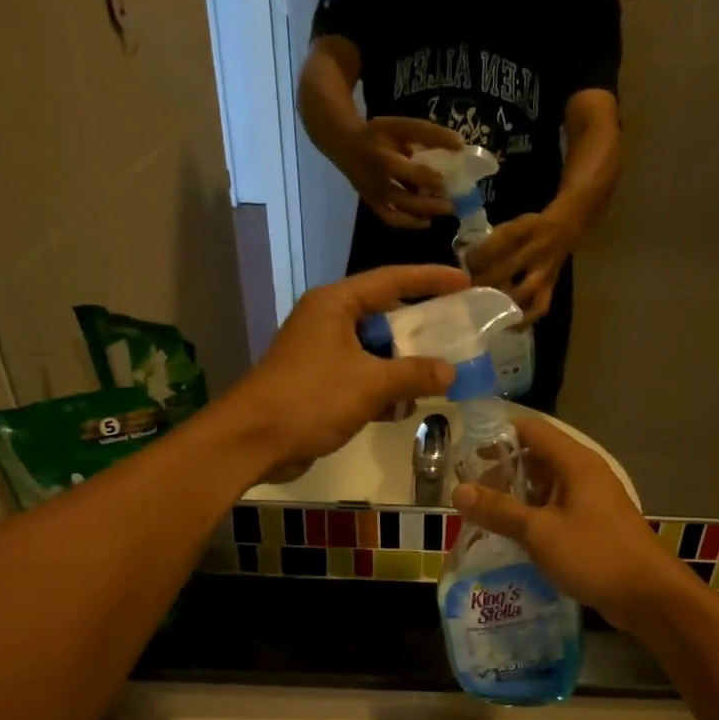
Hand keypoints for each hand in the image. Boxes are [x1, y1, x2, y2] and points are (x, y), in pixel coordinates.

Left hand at [227, 265, 466, 472]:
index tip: (465, 282)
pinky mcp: (319, 383)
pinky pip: (361, 376)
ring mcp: (322, 353)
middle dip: (420, 331)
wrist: (254, 440)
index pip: (391, 280)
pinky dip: (383, 389)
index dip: (430, 279)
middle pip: (385, 316)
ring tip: (438, 379)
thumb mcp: (370, 383)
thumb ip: (414, 374)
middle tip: (457, 336)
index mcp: (335, 304)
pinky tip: (404, 408)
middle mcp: (328, 320)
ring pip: (374, 350)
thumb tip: (450, 372)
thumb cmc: (311, 399)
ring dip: (403, 366)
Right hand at [338, 118, 462, 230]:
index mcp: (380, 155)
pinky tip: (426, 221)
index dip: (425, 177)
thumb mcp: (401, 126)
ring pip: (397, 211)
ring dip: (422, 213)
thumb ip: (429, 135)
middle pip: (401, 196)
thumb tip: (460, 144)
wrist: (346, 146)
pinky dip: (409, 223)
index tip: (446, 181)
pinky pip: (391, 219)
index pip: (404, 169)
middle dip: (427, 202)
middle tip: (452, 205)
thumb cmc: (379, 135)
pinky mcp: (372, 204)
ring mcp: (372, 195)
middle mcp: (374, 179)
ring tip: (444, 211)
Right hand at [452, 417, 688, 630]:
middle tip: (470, 491)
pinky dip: (533, 515)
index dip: (498, 435)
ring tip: (484, 514)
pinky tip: (512, 535)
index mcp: (575, 463)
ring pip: (546, 486)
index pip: (532, 430)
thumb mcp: (540, 532)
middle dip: (503, 471)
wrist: (649, 596)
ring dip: (517, 496)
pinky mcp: (594, 525)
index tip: (466, 451)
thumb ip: (499, 511)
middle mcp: (584, 474)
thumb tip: (457, 491)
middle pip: (537, 457)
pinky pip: (556, 509)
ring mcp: (591, 500)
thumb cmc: (595, 555)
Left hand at [464, 211, 577, 324]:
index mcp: (522, 231)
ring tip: (485, 307)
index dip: (475, 259)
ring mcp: (544, 273)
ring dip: (500, 301)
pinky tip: (509, 326)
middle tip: (470, 289)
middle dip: (484, 282)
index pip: (494, 247)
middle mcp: (535, 252)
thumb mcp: (510, 224)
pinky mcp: (549, 289)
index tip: (466, 266)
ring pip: (521, 293)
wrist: (562, 230)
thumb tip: (468, 263)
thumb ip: (490, 242)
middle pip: (504, 272)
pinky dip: (523, 320)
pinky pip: (538, 308)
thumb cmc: (528, 229)